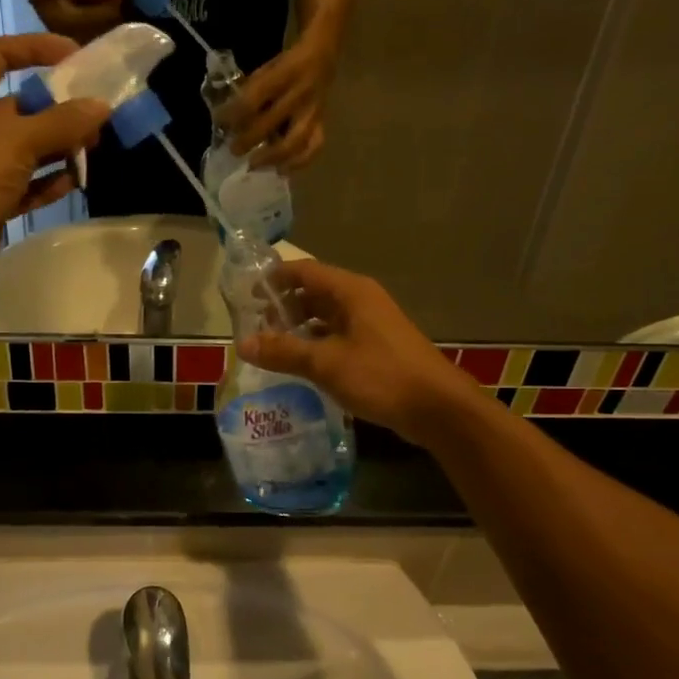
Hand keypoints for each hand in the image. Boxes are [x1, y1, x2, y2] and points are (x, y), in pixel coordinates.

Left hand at [0, 35, 108, 277]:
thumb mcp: (18, 139)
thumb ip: (62, 121)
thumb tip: (102, 106)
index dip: (35, 49)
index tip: (74, 55)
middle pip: (21, 105)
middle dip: (59, 108)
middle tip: (96, 113)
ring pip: (28, 147)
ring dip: (60, 146)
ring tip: (94, 147)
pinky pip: (28, 183)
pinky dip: (50, 181)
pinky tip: (75, 181)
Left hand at [224, 35, 335, 170]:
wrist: (322, 58)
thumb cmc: (287, 65)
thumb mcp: (267, 68)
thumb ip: (250, 91)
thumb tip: (227, 117)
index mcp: (283, 75)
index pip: (253, 99)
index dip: (233, 113)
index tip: (219, 121)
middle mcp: (299, 95)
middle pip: (271, 124)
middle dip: (248, 140)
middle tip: (234, 150)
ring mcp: (313, 113)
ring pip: (294, 142)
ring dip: (272, 157)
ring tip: (254, 165)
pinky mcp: (322, 124)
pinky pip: (313, 148)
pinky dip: (298, 163)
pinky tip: (281, 170)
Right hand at [237, 260, 485, 447]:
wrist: (436, 407)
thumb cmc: (380, 375)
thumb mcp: (326, 363)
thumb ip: (283, 352)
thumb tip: (242, 344)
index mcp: (351, 292)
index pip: (304, 271)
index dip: (274, 278)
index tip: (246, 293)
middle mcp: (361, 301)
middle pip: (314, 292)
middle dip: (284, 306)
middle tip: (254, 324)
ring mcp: (371, 325)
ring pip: (326, 317)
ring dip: (300, 327)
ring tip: (271, 346)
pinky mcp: (377, 349)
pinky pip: (338, 337)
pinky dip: (317, 344)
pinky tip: (300, 364)